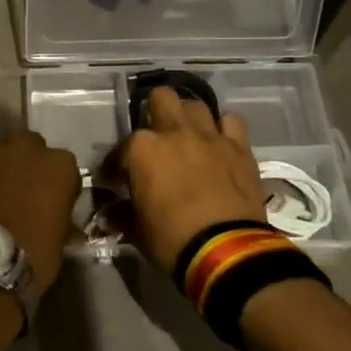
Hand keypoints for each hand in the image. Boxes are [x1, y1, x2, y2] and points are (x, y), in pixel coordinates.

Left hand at [0, 130, 81, 295]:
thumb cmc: (35, 256)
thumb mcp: (61, 237)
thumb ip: (60, 212)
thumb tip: (53, 213)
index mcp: (60, 165)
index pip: (63, 164)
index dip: (55, 182)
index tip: (50, 200)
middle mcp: (27, 148)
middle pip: (28, 146)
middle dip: (25, 162)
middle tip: (19, 190)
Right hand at [118, 87, 263, 272]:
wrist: (226, 252)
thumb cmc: (172, 240)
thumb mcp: (137, 231)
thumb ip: (121, 214)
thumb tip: (111, 212)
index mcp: (141, 149)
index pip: (120, 150)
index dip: (115, 165)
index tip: (116, 180)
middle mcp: (174, 131)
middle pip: (161, 98)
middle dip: (154, 113)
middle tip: (155, 140)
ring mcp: (209, 136)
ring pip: (195, 106)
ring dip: (188, 118)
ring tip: (187, 137)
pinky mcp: (239, 147)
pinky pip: (231, 122)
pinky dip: (223, 129)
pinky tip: (219, 143)